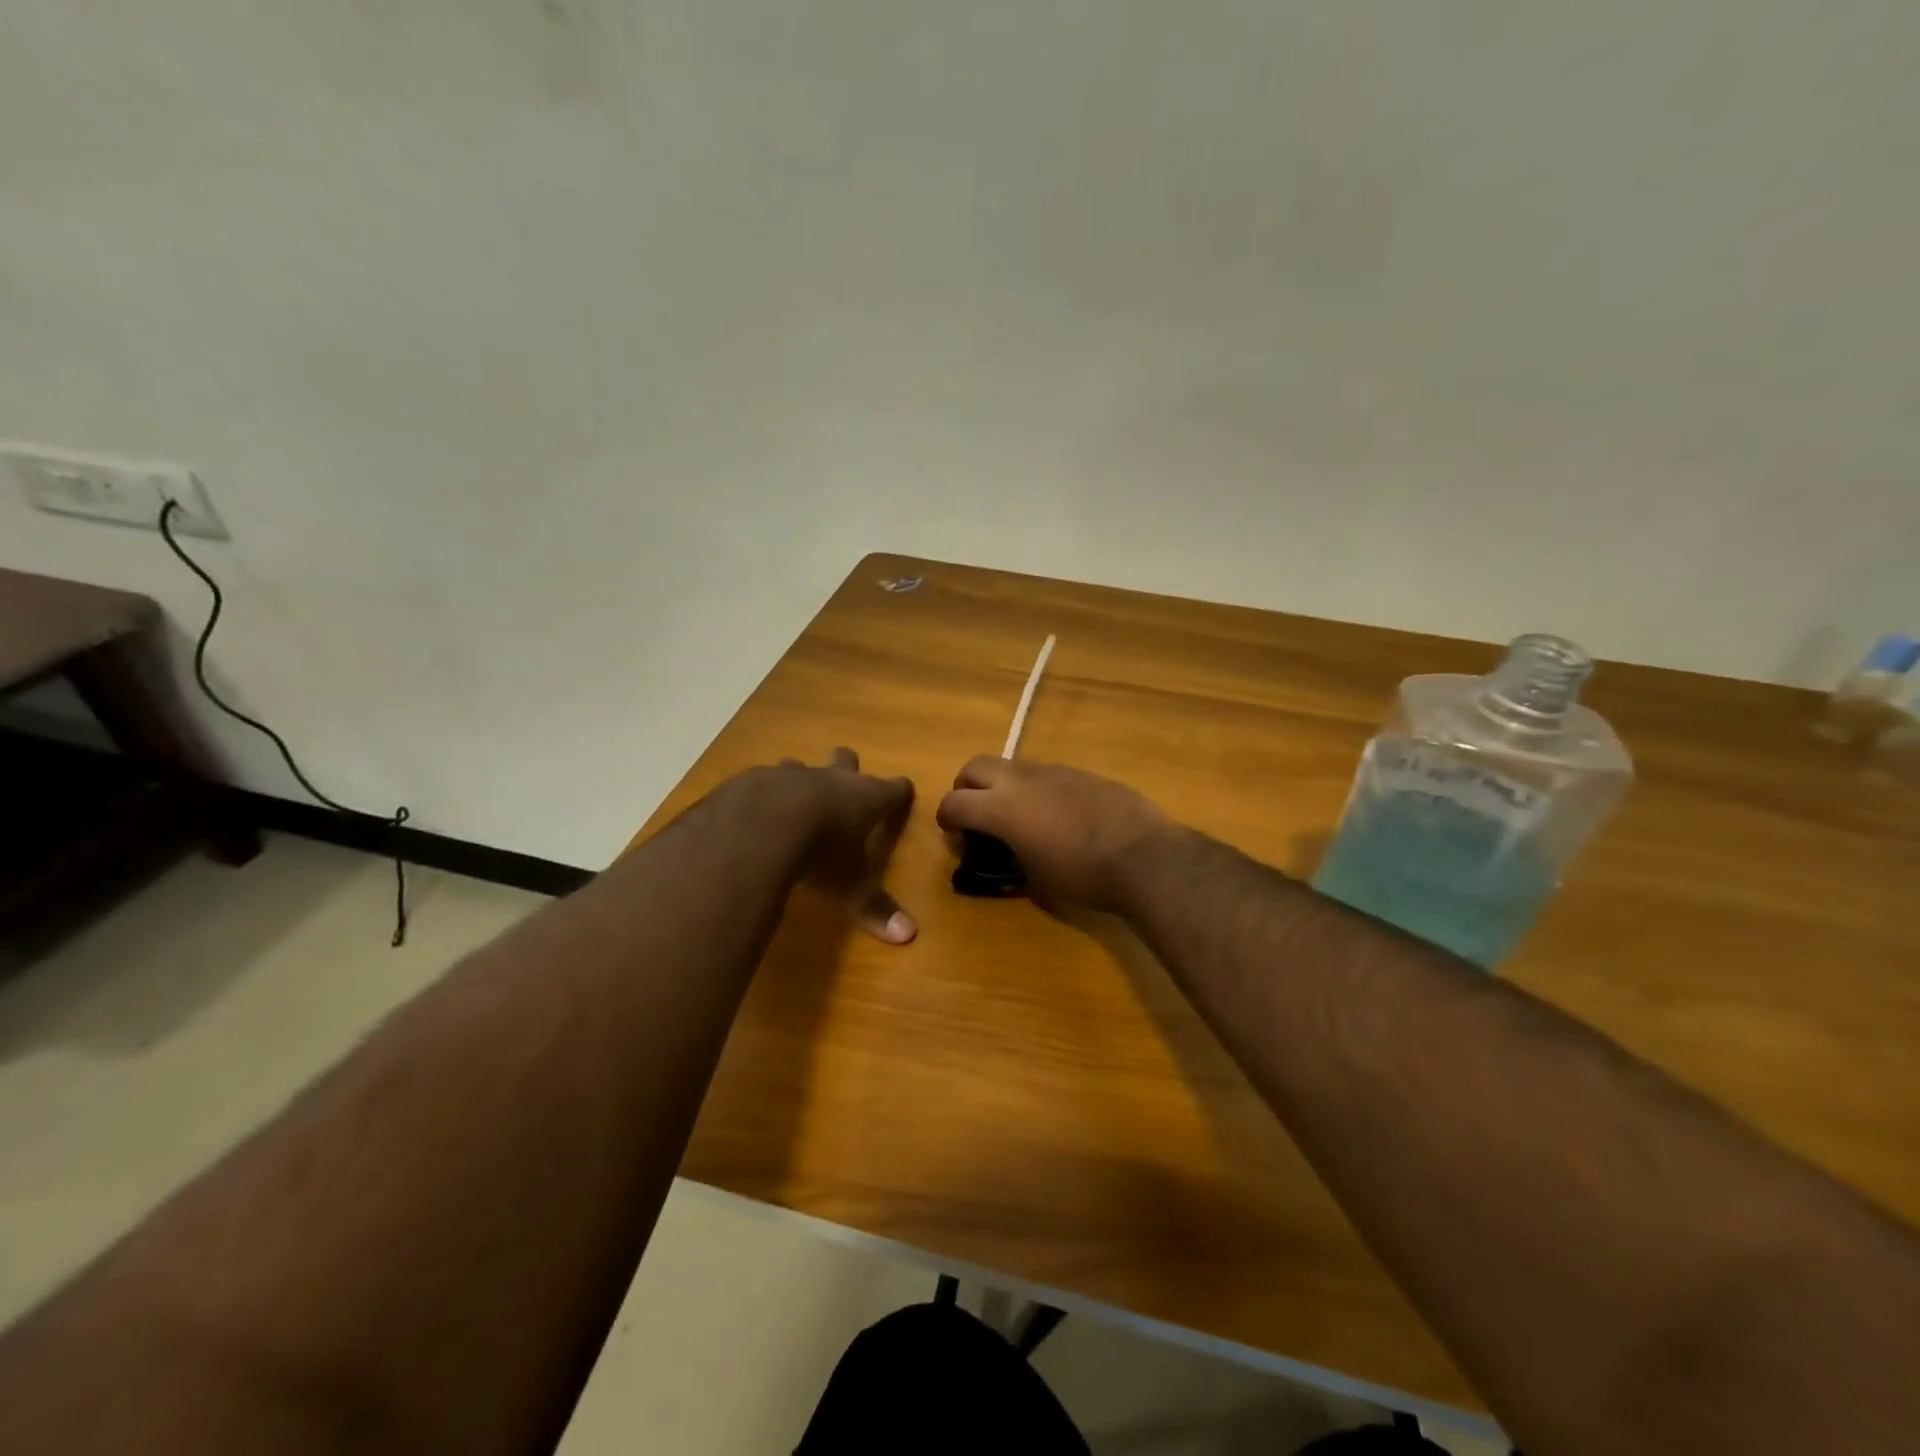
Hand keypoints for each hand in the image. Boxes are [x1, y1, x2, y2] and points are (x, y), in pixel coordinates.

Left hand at [752, 749, 916, 943]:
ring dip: (800, 779)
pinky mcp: (755, 778)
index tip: (903, 793)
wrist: (761, 824)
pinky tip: (752, 814)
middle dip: (847, 768)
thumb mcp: (850, 884)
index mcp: (865, 798)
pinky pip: (762, 780)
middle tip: (845, 785)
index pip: (895, 788)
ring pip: (801, 765)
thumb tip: (908, 935)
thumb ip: (874, 907)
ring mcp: (792, 774)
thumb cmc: (820, 851)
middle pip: (847, 759)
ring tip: (793, 800)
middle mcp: (832, 778)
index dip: (900, 792)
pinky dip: (762, 794)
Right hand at [936, 757, 1170, 913]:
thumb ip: (1008, 860)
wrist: (1142, 856)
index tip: (954, 834)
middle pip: (975, 766)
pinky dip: (1033, 787)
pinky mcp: (1079, 771)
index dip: (946, 818)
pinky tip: (1052, 812)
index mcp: (1001, 807)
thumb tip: (1003, 855)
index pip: (954, 802)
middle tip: (976, 814)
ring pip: (1010, 765)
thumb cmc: (1082, 875)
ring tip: (1016, 814)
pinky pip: (1042, 772)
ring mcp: (1052, 770)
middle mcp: (1020, 779)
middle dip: (966, 788)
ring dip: (1001, 784)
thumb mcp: (1034, 879)